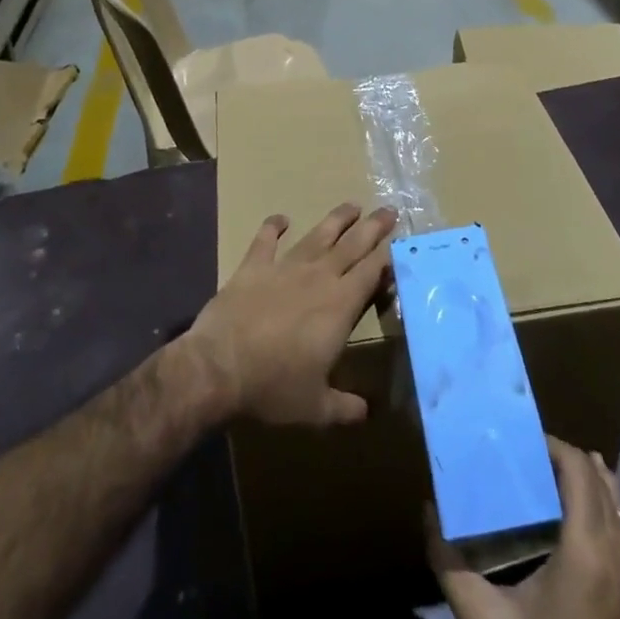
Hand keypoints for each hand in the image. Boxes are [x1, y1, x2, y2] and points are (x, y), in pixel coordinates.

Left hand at [186, 203, 395, 426]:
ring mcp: (285, 267)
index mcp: (340, 306)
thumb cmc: (273, 388)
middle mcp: (318, 277)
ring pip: (317, 235)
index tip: (400, 242)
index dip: (388, 255)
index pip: (372, 272)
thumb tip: (368, 413)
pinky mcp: (253, 266)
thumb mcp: (316, 408)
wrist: (219, 367)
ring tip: (353, 205)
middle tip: (389, 210)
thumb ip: (345, 407)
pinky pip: (266, 240)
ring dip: (336, 220)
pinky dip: (273, 226)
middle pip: (352, 245)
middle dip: (373, 227)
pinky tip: (281, 218)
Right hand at [428, 437, 619, 618]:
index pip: (580, 470)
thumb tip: (428, 510)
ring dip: (588, 480)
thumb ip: (449, 563)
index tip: (521, 441)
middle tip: (528, 456)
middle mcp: (619, 555)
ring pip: (618, 504)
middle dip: (567, 459)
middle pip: (602, 480)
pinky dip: (602, 507)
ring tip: (548, 477)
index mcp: (587, 551)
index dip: (554, 445)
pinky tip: (572, 520)